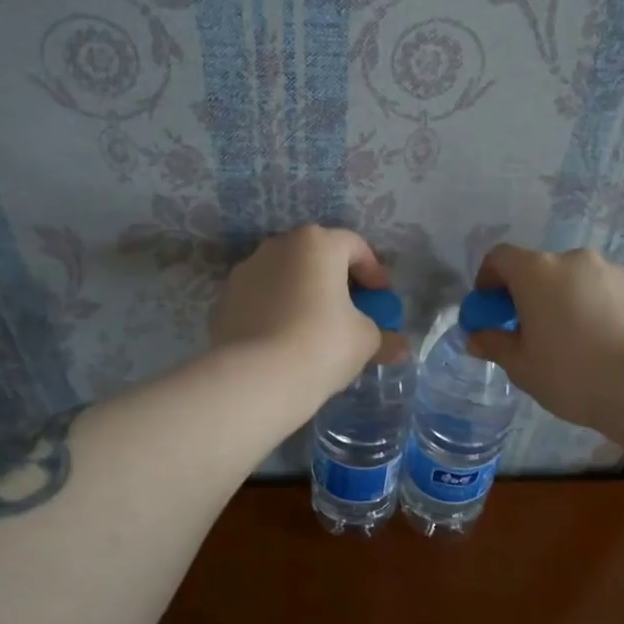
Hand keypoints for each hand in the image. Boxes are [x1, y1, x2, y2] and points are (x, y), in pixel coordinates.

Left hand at [210, 226, 390, 405]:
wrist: (256, 378)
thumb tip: (399, 347)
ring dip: (303, 296)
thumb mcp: (365, 341)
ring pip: (284, 278)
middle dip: (336, 282)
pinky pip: (261, 301)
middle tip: (351, 312)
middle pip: (316, 258)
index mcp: (316, 244)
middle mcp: (277, 247)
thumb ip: (383, 337)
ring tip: (315, 330)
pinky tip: (284, 343)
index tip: (382, 299)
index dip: (374, 272)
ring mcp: (245, 272)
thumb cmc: (322, 345)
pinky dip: (276, 313)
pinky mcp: (225, 301)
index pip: (354, 246)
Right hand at [465, 245, 623, 429]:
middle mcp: (573, 260)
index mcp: (537, 272)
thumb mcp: (521, 366)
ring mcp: (610, 272)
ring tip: (567, 341)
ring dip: (560, 301)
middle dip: (526, 294)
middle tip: (526, 332)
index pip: (500, 257)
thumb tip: (476, 337)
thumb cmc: (571, 373)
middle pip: (538, 269)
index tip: (489, 309)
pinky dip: (589, 308)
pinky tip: (597, 344)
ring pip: (572, 281)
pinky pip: (600, 292)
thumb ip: (495, 344)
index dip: (487, 279)